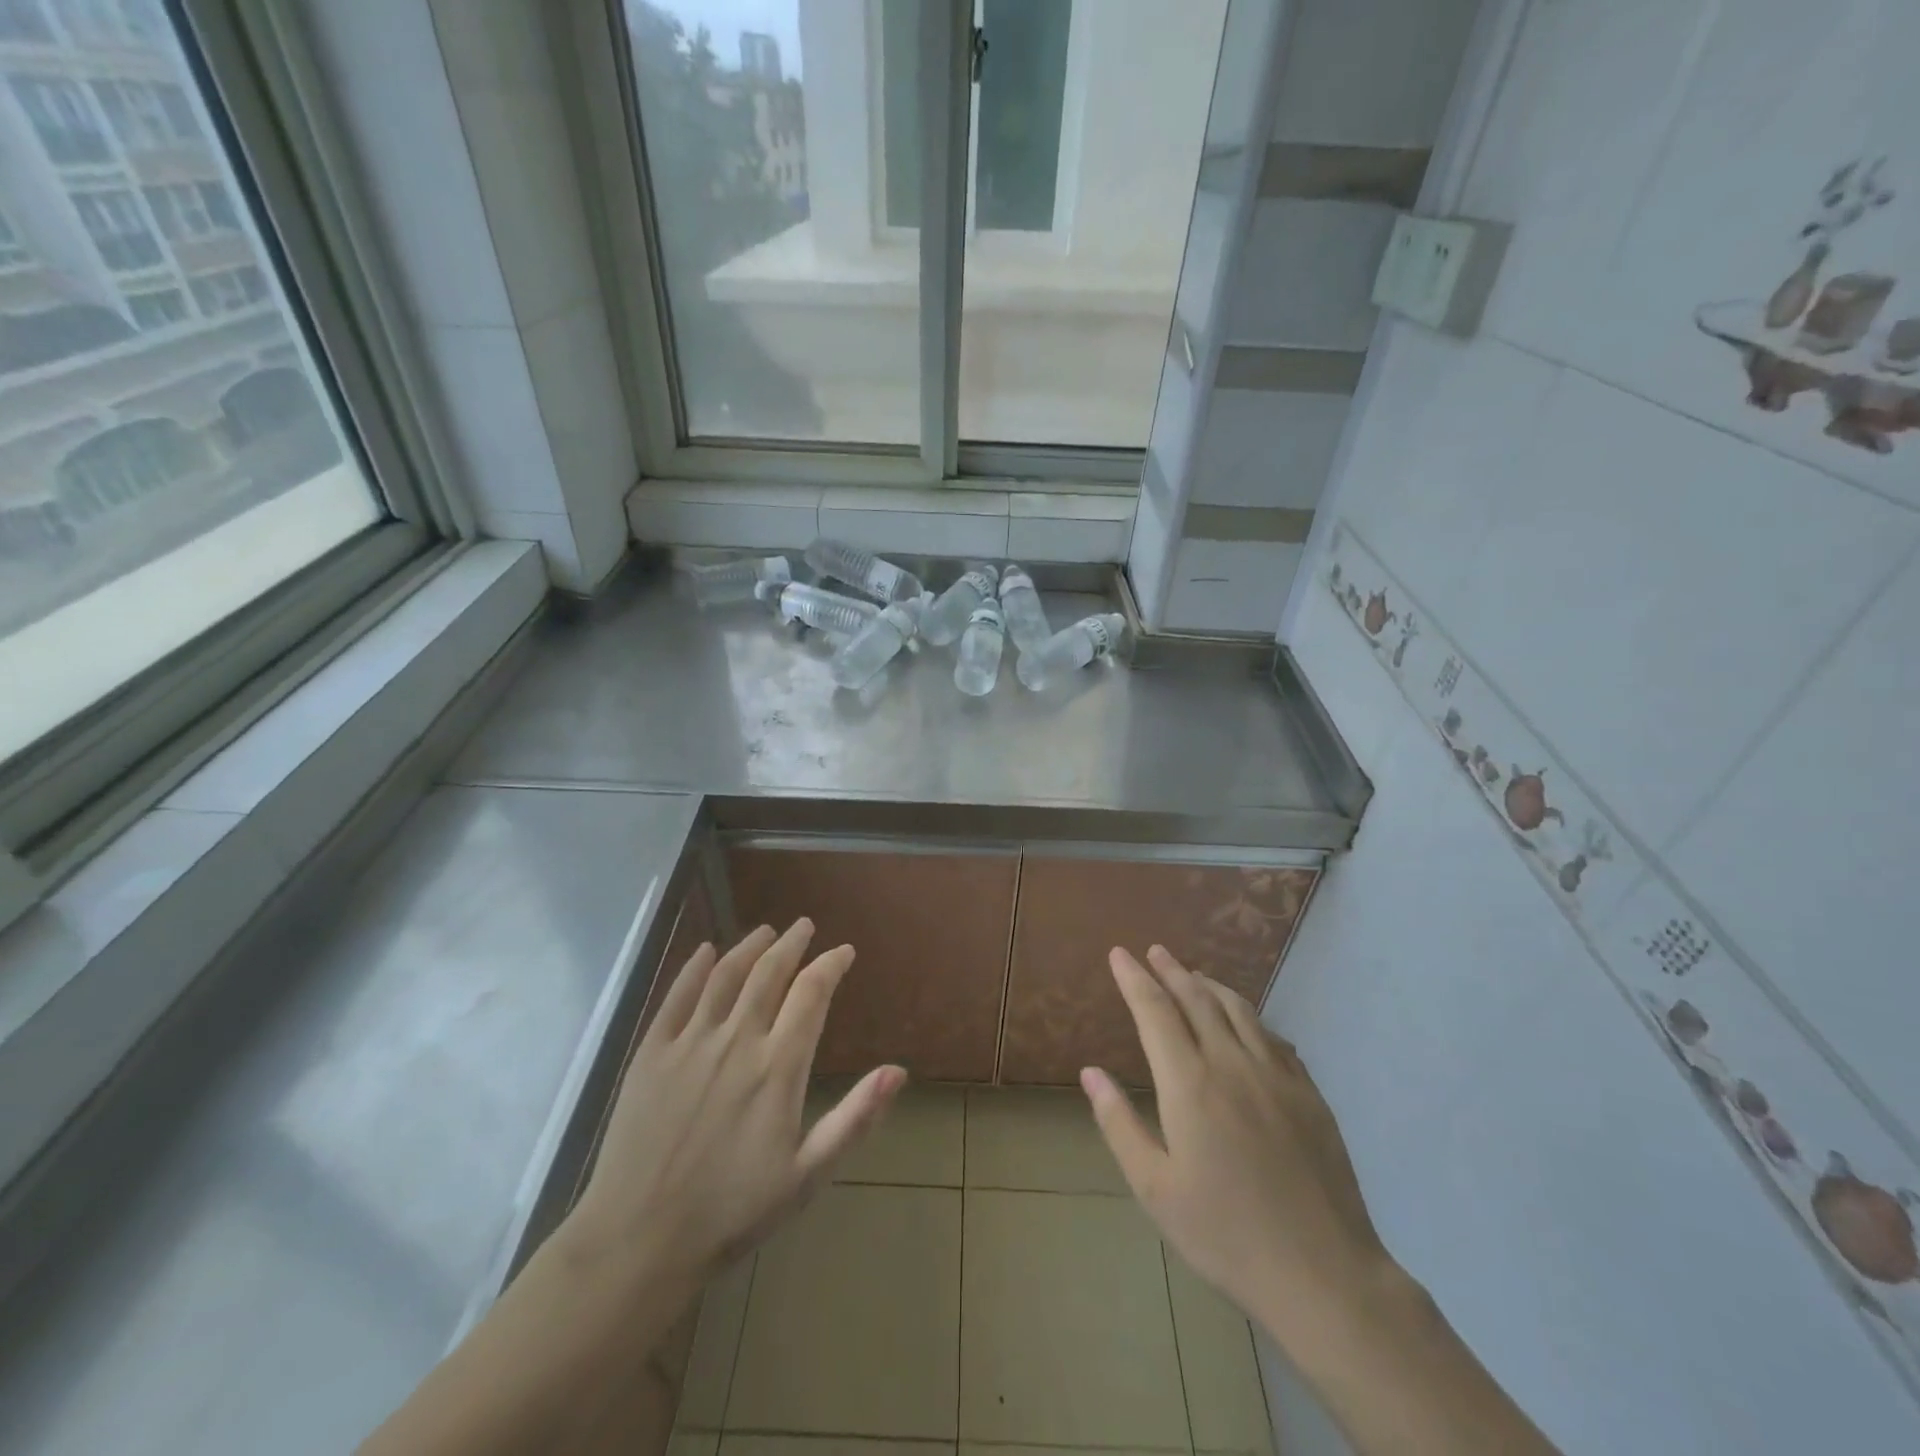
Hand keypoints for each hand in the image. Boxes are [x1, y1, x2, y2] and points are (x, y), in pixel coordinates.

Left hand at [567, 920, 904, 1293]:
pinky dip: (694, 968)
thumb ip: (855, 1117)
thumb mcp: (807, 1174)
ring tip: (766, 931)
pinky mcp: (651, 1052)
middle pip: (769, 972)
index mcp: (778, 1067)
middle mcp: (737, 1040)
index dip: (830, 965)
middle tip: (804, 926)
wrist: (639, 1241)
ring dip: (749, 946)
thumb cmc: (732, 1212)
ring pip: (726, 975)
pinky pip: (676, 996)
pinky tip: (705, 951)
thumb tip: (898, 1071)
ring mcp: (690, 1042)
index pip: (811, 993)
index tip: (844, 951)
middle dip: (792, 944)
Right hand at [1081, 945, 1391, 1346]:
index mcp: (1190, 1083)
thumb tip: (1090, 1073)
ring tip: (1194, 974)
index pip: (1155, 1011)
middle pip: (1197, 999)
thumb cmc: (1226, 1235)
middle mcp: (1232, 1064)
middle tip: (1154, 951)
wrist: (1324, 1275)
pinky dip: (1250, 1018)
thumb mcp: (1155, 1188)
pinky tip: (1247, 1025)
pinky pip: (1273, 1038)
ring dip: (1210, 985)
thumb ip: (1120, 1124)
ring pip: (1239, 1010)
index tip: (1119, 954)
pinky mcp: (1309, 1094)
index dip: (1134, 979)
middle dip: (1171, 970)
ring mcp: (1277, 1076)